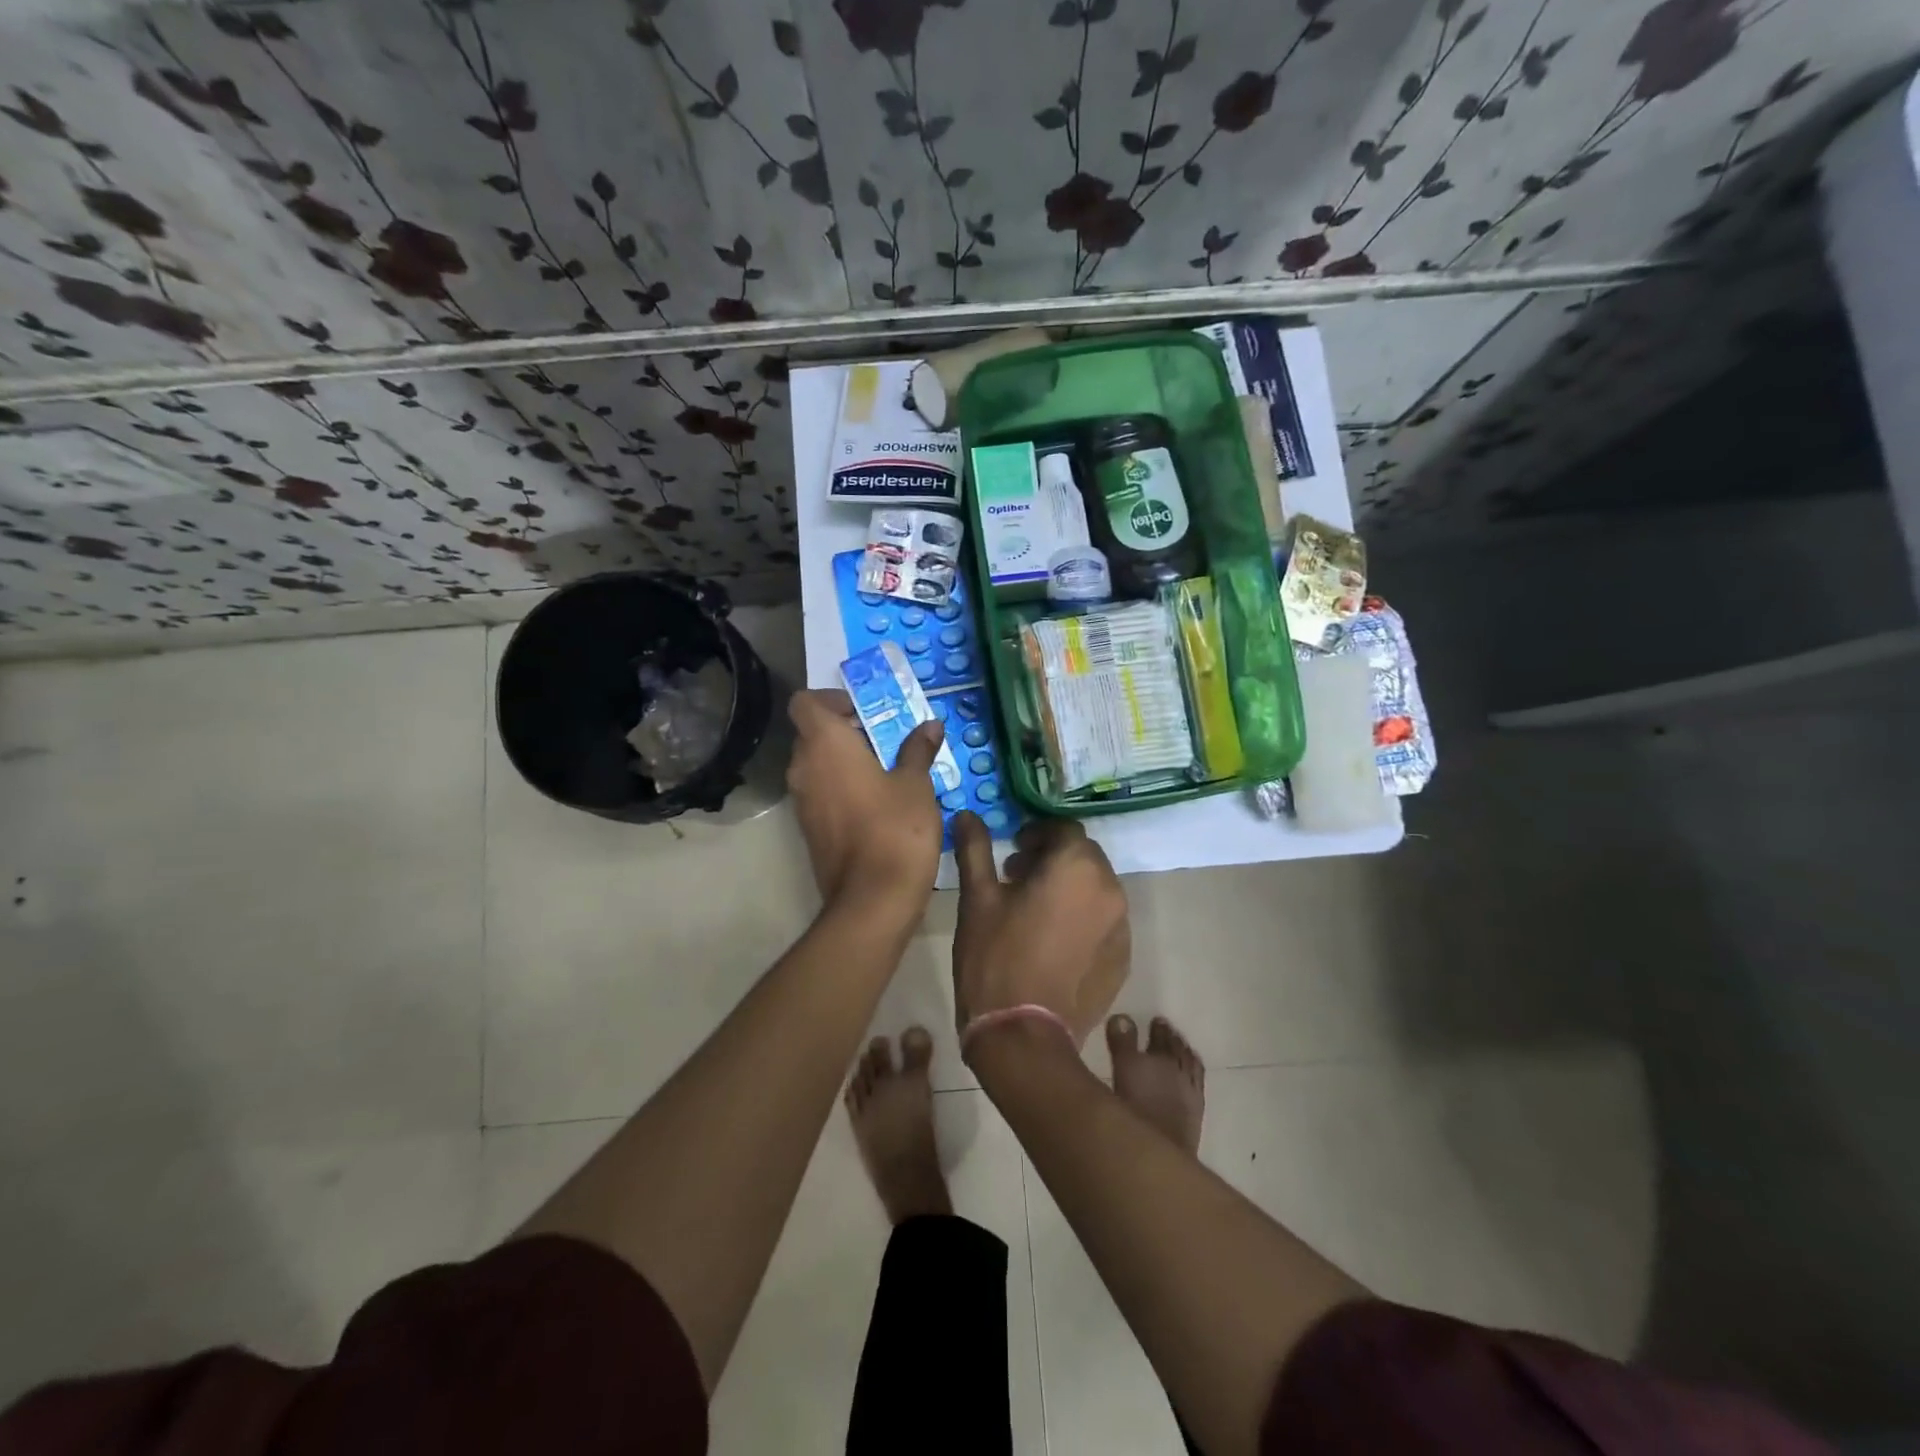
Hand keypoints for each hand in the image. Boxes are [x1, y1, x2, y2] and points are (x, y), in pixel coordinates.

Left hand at [786, 689, 945, 918]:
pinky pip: (821, 792)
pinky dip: (842, 786)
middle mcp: (803, 767)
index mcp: (825, 744)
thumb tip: (930, 726)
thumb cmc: (896, 828)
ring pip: (817, 764)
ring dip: (845, 760)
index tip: (864, 711)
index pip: (805, 702)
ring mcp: (802, 801)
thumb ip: (918, 750)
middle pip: (812, 733)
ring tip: (887, 769)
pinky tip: (879, 801)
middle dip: (845, 730)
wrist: (872, 898)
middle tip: (886, 739)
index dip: (830, 699)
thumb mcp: (916, 783)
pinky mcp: (809, 828)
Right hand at [951, 813, 1129, 1053]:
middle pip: (1084, 857)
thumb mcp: (977, 899)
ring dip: (1069, 889)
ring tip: (1035, 913)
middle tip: (1017, 879)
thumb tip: (967, 815)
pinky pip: (1103, 923)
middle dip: (1053, 860)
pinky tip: (1053, 942)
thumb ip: (975, 850)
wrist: (1023, 1036)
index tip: (1012, 852)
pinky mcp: (1122, 959)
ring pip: (1095, 890)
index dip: (1036, 834)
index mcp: (1077, 867)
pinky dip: (1082, 919)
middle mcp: (1110, 889)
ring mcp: (1121, 927)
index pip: (1064, 829)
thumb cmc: (995, 958)